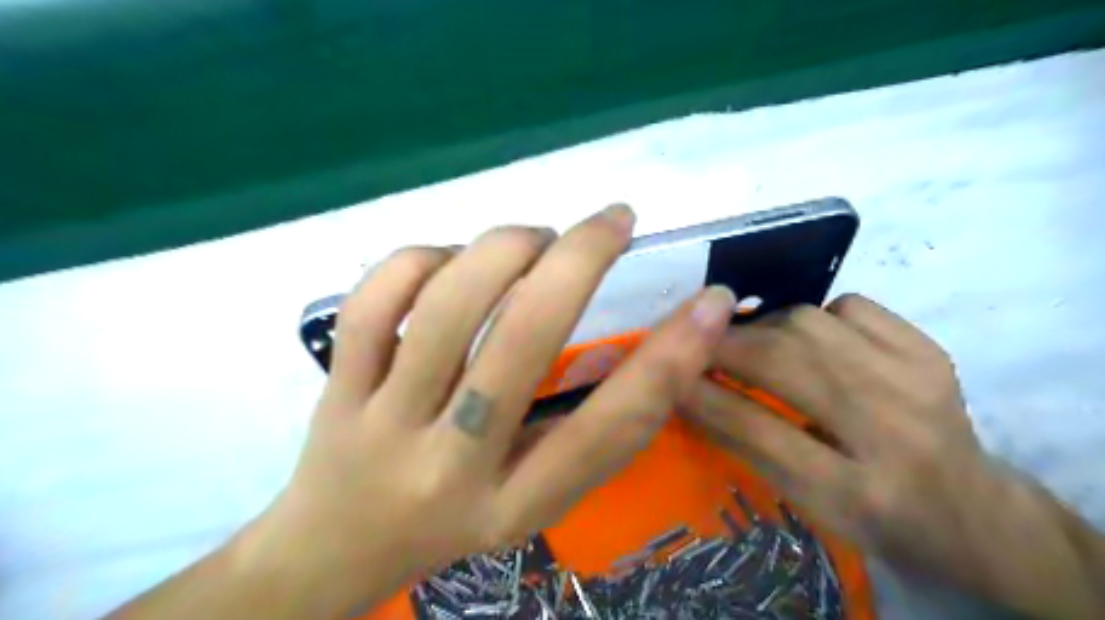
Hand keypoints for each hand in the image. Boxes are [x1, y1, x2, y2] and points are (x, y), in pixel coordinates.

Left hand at [244, 205, 735, 613]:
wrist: (335, 549)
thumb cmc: (455, 521)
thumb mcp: (534, 498)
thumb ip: (589, 434)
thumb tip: (652, 347)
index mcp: (516, 504)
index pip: (606, 431)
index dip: (669, 361)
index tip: (709, 302)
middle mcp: (452, 465)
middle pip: (523, 342)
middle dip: (580, 259)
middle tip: (614, 220)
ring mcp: (383, 422)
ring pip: (447, 306)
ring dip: (505, 248)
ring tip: (535, 238)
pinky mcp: (336, 388)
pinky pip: (375, 300)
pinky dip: (422, 259)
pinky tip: (450, 261)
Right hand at [689, 296, 1100, 619]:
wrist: (972, 512)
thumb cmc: (877, 520)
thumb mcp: (808, 506)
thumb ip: (748, 446)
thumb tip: (690, 393)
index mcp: (857, 493)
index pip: (758, 431)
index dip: (703, 397)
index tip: (666, 376)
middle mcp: (893, 432)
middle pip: (783, 364)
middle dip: (725, 348)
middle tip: (695, 346)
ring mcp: (918, 381)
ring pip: (809, 324)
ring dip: (763, 328)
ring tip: (748, 343)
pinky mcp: (929, 350)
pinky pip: (851, 305)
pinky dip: (814, 313)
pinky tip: (809, 337)